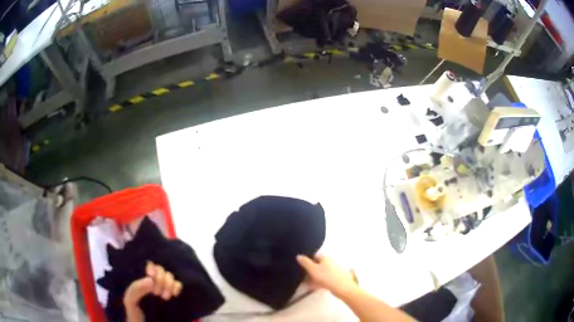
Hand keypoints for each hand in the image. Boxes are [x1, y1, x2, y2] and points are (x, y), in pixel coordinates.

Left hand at [123, 262, 182, 320]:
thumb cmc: (135, 314)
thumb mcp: (130, 300)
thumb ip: (136, 289)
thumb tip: (151, 280)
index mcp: (140, 280)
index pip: (148, 265)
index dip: (151, 268)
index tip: (150, 275)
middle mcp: (152, 281)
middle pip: (160, 269)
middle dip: (160, 279)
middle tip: (157, 294)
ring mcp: (163, 288)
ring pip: (170, 275)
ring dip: (169, 284)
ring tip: (165, 297)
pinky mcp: (173, 295)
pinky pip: (178, 284)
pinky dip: (177, 287)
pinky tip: (174, 294)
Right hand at [296, 254, 357, 297]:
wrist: (342, 287)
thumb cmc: (326, 276)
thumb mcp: (313, 269)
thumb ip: (305, 262)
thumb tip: (298, 255)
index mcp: (326, 258)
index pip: (315, 256)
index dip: (308, 260)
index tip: (302, 266)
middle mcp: (331, 262)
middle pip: (318, 265)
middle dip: (310, 270)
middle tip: (303, 277)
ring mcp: (334, 271)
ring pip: (321, 273)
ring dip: (314, 277)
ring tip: (306, 284)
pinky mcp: (336, 279)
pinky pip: (325, 279)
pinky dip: (319, 282)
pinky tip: (313, 287)